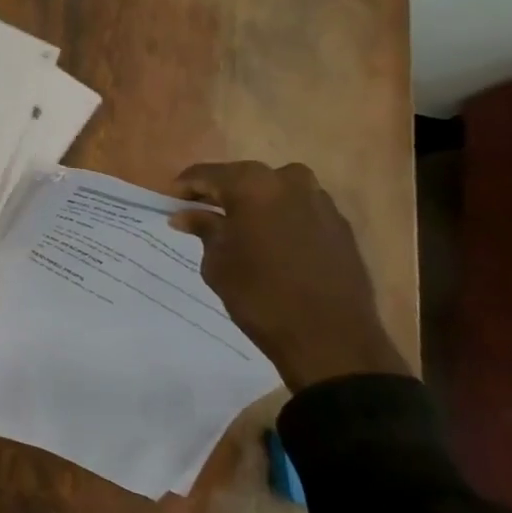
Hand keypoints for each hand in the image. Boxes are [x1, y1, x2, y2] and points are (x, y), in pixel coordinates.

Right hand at [168, 161, 409, 392]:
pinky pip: (299, 210)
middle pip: (243, 178)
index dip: (184, 187)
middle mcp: (289, 181)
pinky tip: (270, 243)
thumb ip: (203, 229)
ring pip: (274, 192)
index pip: (206, 174)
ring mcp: (320, 201)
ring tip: (237, 230)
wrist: (330, 337)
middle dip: (220, 194)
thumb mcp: (217, 262)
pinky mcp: (340, 225)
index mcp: (252, 184)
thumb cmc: (260, 295)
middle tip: (201, 215)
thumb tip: (185, 214)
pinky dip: (280, 219)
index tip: (170, 203)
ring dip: (253, 205)